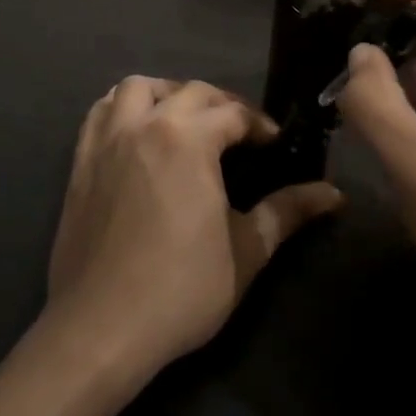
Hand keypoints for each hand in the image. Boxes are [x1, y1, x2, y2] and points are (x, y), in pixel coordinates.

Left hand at [46, 77, 343, 383]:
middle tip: (239, 134)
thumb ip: (287, 212)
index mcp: (188, 139)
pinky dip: (123, 108)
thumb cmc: (180, 289)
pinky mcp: (81, 161)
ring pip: (137, 88)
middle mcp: (145, 124)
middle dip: (221, 105)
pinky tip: (138, 133)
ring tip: (184, 120)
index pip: (233, 113)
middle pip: (190, 92)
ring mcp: (107, 140)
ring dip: (167, 93)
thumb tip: (334, 194)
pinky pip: (101, 112)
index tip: (275, 145)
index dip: (260, 125)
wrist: (100, 328)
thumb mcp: (246, 251)